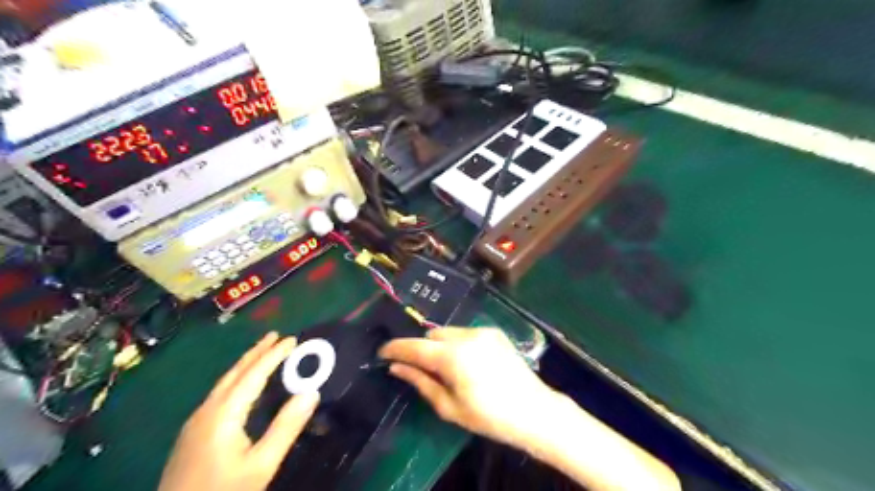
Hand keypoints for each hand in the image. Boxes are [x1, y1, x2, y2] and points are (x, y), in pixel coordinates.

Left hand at [158, 334, 320, 490]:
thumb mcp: (261, 465)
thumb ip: (286, 427)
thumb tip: (312, 392)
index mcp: (223, 414)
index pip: (253, 374)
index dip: (273, 355)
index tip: (292, 339)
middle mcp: (206, 410)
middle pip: (234, 373)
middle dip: (256, 352)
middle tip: (276, 336)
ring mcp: (196, 422)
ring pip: (224, 382)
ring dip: (245, 364)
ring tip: (262, 352)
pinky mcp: (192, 433)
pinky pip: (219, 393)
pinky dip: (236, 379)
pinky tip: (242, 385)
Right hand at [377, 328, 551, 446]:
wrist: (534, 410)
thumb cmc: (489, 416)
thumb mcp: (449, 406)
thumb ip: (421, 382)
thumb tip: (397, 367)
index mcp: (453, 357)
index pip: (415, 346)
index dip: (395, 348)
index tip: (382, 353)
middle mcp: (466, 336)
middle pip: (432, 335)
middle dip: (422, 348)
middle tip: (421, 369)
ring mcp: (482, 331)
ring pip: (448, 332)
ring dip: (440, 345)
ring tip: (447, 367)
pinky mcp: (494, 332)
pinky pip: (465, 333)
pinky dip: (458, 343)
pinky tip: (467, 362)